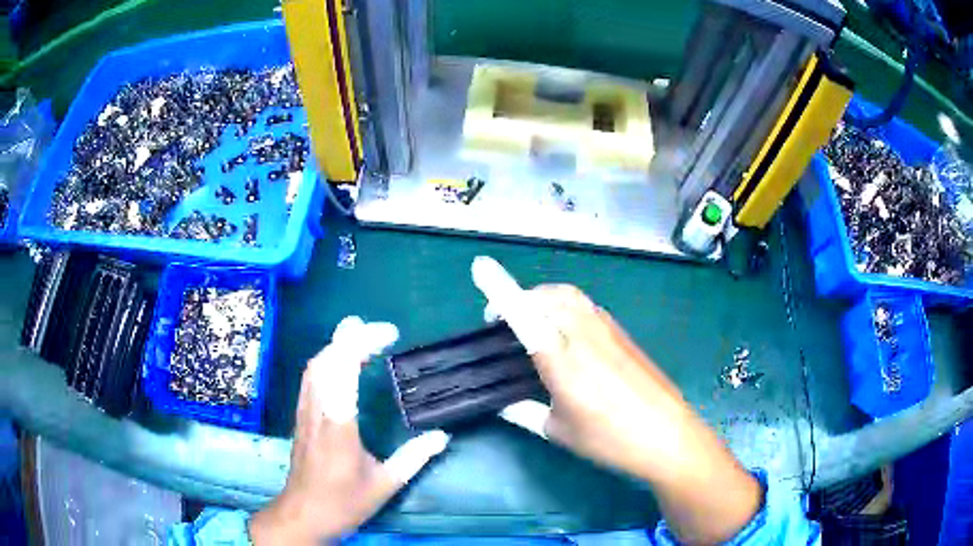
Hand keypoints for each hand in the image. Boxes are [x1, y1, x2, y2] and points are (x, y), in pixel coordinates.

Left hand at [249, 317, 448, 544]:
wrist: (303, 513)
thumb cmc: (344, 502)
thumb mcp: (385, 485)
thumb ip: (414, 458)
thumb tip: (442, 437)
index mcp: (340, 427)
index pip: (344, 372)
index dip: (363, 344)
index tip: (390, 334)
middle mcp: (318, 412)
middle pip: (326, 360)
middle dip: (351, 336)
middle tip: (382, 331)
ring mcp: (305, 413)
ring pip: (315, 366)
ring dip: (338, 345)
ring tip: (363, 337)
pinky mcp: (301, 416)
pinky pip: (311, 377)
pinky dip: (328, 359)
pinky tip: (342, 363)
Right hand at [474, 257, 761, 544]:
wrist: (667, 435)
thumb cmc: (609, 439)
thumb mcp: (559, 431)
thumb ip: (525, 413)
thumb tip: (503, 404)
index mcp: (562, 361)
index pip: (525, 316)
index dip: (500, 290)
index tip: (480, 266)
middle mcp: (584, 336)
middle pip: (548, 297)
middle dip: (521, 299)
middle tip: (505, 322)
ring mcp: (608, 331)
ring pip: (570, 297)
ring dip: (545, 300)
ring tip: (534, 323)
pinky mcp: (623, 334)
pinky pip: (587, 307)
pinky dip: (566, 308)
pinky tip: (567, 337)